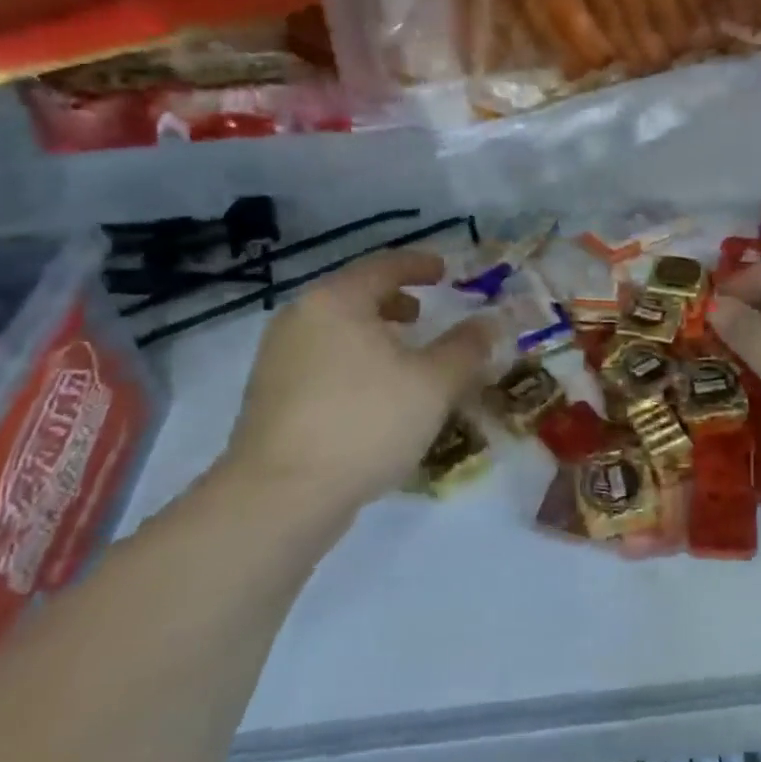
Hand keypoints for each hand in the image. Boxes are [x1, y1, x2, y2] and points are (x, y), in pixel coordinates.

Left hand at [213, 250, 492, 534]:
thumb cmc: (366, 422)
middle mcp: (300, 318)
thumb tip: (490, 322)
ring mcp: (277, 358)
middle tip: (425, 314)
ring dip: (374, 335)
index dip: (420, 265)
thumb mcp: (434, 383)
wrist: (280, 496)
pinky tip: (374, 396)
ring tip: (404, 357)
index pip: (384, 266)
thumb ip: (466, 347)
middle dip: (394, 301)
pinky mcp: (270, 396)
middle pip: (355, 296)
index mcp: (337, 302)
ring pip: (337, 331)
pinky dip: (353, 361)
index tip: (446, 271)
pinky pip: (322, 361)